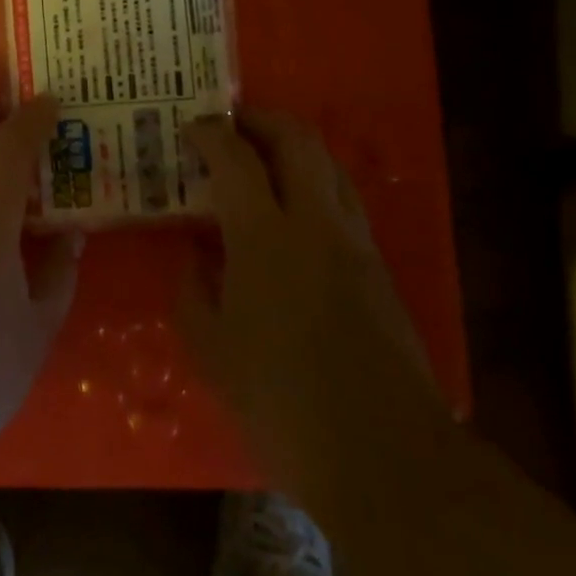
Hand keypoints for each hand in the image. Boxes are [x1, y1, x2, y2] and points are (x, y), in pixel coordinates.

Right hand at [177, 110, 434, 486]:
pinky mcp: (378, 266)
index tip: (191, 129)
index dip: (210, 133)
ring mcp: (354, 241)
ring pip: (329, 164)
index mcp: (265, 236)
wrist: (385, 456)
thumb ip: (193, 289)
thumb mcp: (211, 350)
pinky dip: (316, 182)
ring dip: (295, 146)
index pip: (235, 158)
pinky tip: (295, 210)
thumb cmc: (281, 401)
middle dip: (262, 118)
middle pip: (297, 139)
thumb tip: (194, 254)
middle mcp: (314, 222)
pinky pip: (344, 199)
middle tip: (233, 122)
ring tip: (264, 156)